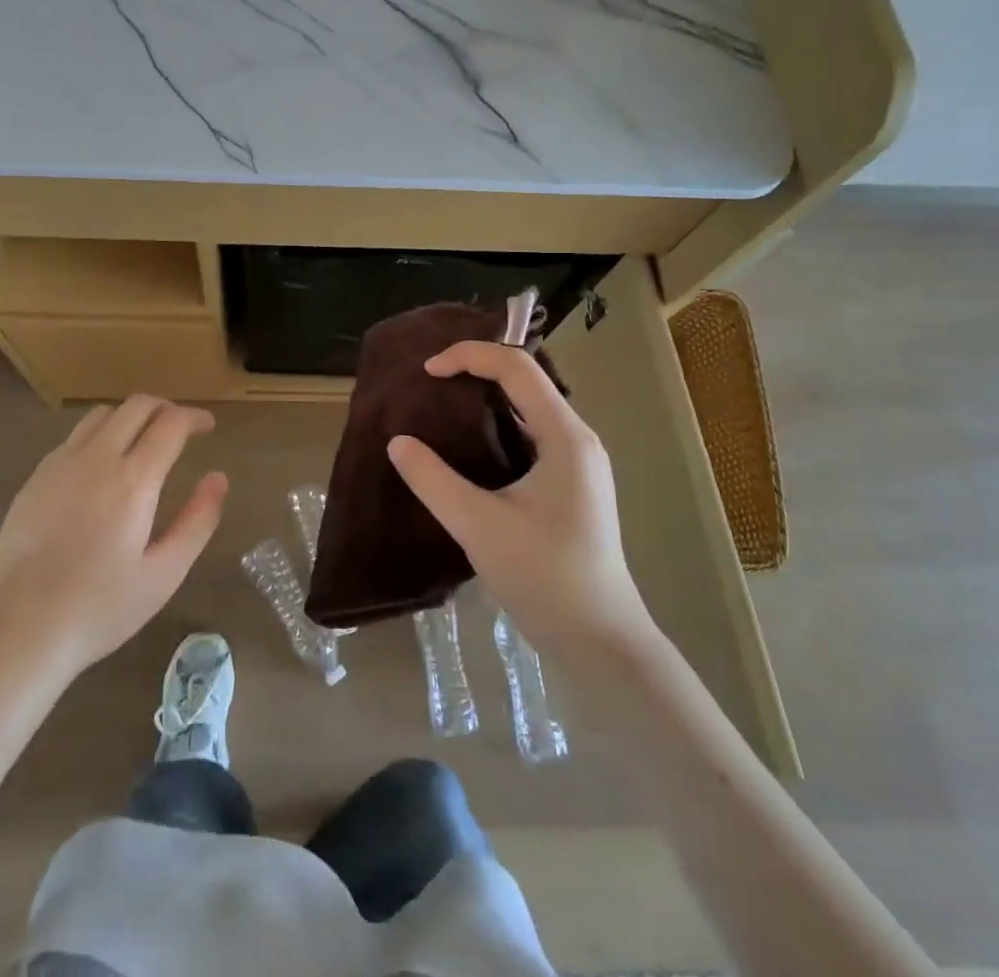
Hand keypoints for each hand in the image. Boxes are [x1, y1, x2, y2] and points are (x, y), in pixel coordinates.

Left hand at [0, 396, 228, 676]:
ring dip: (130, 417)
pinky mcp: (35, 478)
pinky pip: (74, 437)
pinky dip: (99, 436)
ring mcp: (60, 464)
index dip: (194, 417)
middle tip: (181, 429)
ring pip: (102, 415)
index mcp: (133, 480)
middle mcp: (96, 458)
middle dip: (165, 408)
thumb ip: (197, 521)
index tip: (207, 426)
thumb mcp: (164, 574)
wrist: (18, 631)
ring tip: (143, 442)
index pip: (171, 423)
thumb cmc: (100, 609)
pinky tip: (101, 468)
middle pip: (136, 406)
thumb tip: (218, 478)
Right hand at [387, 341, 651, 655]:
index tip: (427, 371)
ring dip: (486, 397)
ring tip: (442, 405)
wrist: (600, 641)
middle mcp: (577, 439)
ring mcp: (577, 463)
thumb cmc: (545, 577)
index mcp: (565, 437)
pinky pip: (530, 435)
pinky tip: (468, 446)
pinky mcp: (570, 485)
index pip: (517, 368)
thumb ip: (433, 480)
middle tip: (431, 381)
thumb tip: (397, 442)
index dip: (470, 356)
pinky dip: (496, 426)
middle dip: (477, 369)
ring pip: (528, 408)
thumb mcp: (478, 526)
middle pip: (526, 381)